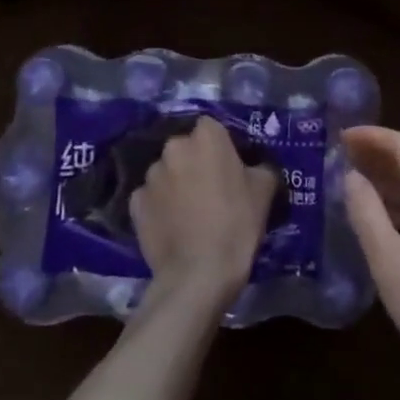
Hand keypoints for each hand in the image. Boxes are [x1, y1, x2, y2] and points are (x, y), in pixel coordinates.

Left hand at [130, 118, 277, 311]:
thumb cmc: (237, 224)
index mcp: (206, 137)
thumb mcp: (265, 190)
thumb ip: (260, 166)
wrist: (199, 273)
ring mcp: (150, 176)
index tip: (230, 164)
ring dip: (176, 183)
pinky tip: (172, 225)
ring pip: (167, 172)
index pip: (211, 126)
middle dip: (195, 162)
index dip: (220, 144)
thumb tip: (253, 166)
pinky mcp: (135, 203)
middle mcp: (173, 148)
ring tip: (189, 211)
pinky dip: (160, 205)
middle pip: (186, 148)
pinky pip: (151, 197)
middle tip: (211, 188)